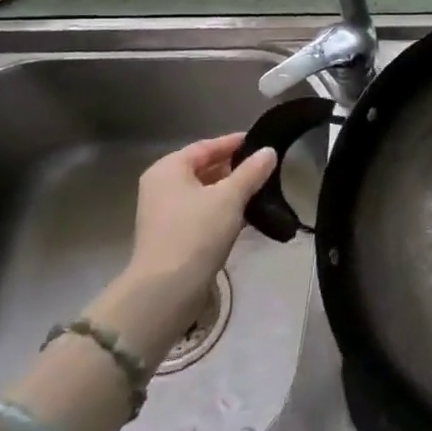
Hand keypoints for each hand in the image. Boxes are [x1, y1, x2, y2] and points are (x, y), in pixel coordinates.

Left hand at [131, 134, 277, 297]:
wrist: (168, 289)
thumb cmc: (196, 232)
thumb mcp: (230, 197)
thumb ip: (251, 171)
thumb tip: (269, 151)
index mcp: (168, 170)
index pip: (205, 147)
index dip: (233, 143)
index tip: (260, 140)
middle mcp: (162, 188)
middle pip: (203, 169)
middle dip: (234, 167)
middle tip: (265, 165)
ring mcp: (166, 214)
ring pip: (205, 193)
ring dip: (231, 190)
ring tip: (262, 188)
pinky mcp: (174, 237)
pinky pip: (203, 213)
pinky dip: (224, 210)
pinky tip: (248, 214)